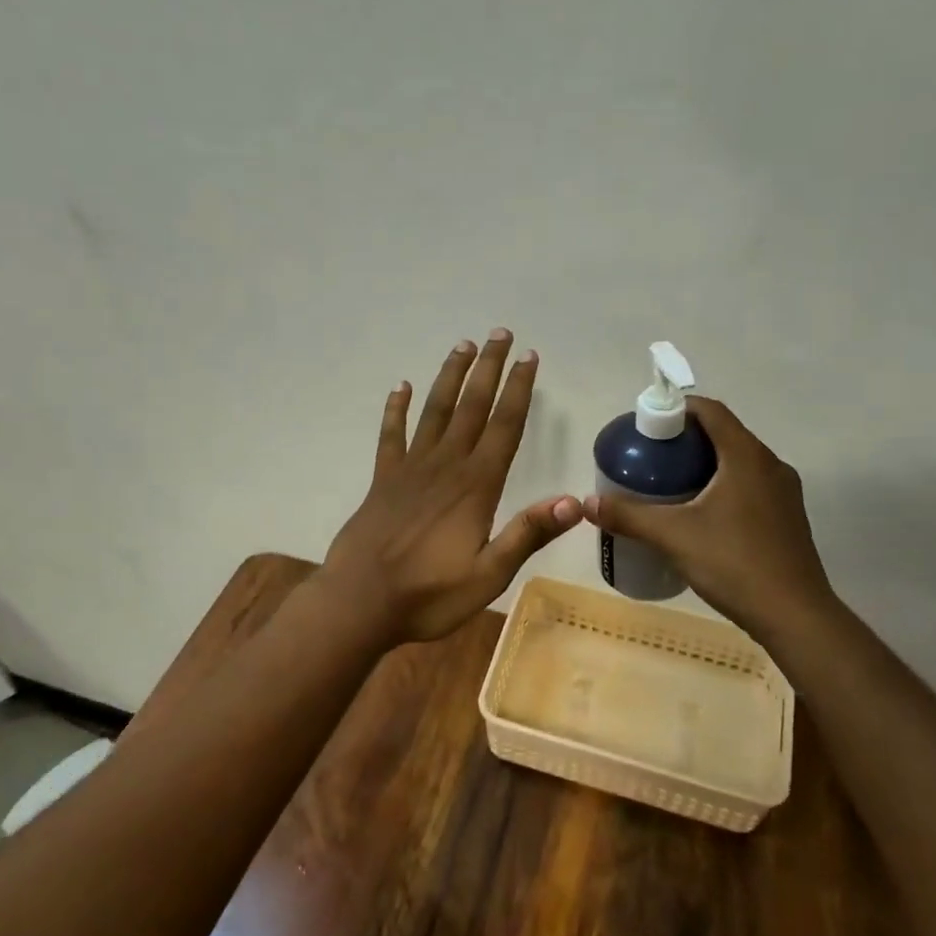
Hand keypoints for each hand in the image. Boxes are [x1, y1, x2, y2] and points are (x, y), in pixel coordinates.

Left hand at [323, 330, 582, 645]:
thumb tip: (575, 501)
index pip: (504, 426)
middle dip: (488, 368)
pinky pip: (391, 435)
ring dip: (450, 377)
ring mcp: (410, 469)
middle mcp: (445, 466)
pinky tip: (399, 387)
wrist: (359, 602)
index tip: (528, 356)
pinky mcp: (383, 480)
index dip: (518, 389)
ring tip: (462, 345)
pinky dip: (395, 409)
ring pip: (434, 411)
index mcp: (476, 486)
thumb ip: (527, 534)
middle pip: (471, 406)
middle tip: (499, 333)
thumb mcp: (489, 574)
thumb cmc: (429, 594)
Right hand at [582, 397, 837, 644]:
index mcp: (747, 457)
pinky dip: (722, 486)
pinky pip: (750, 486)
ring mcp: (784, 493)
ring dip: (705, 464)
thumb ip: (628, 516)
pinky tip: (700, 515)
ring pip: (738, 463)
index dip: (677, 409)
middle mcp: (771, 466)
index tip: (647, 426)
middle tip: (650, 458)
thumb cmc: (734, 564)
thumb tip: (587, 504)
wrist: (795, 616)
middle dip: (685, 440)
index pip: (711, 411)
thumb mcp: (673, 537)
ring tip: (669, 484)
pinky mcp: (787, 518)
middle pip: (724, 435)